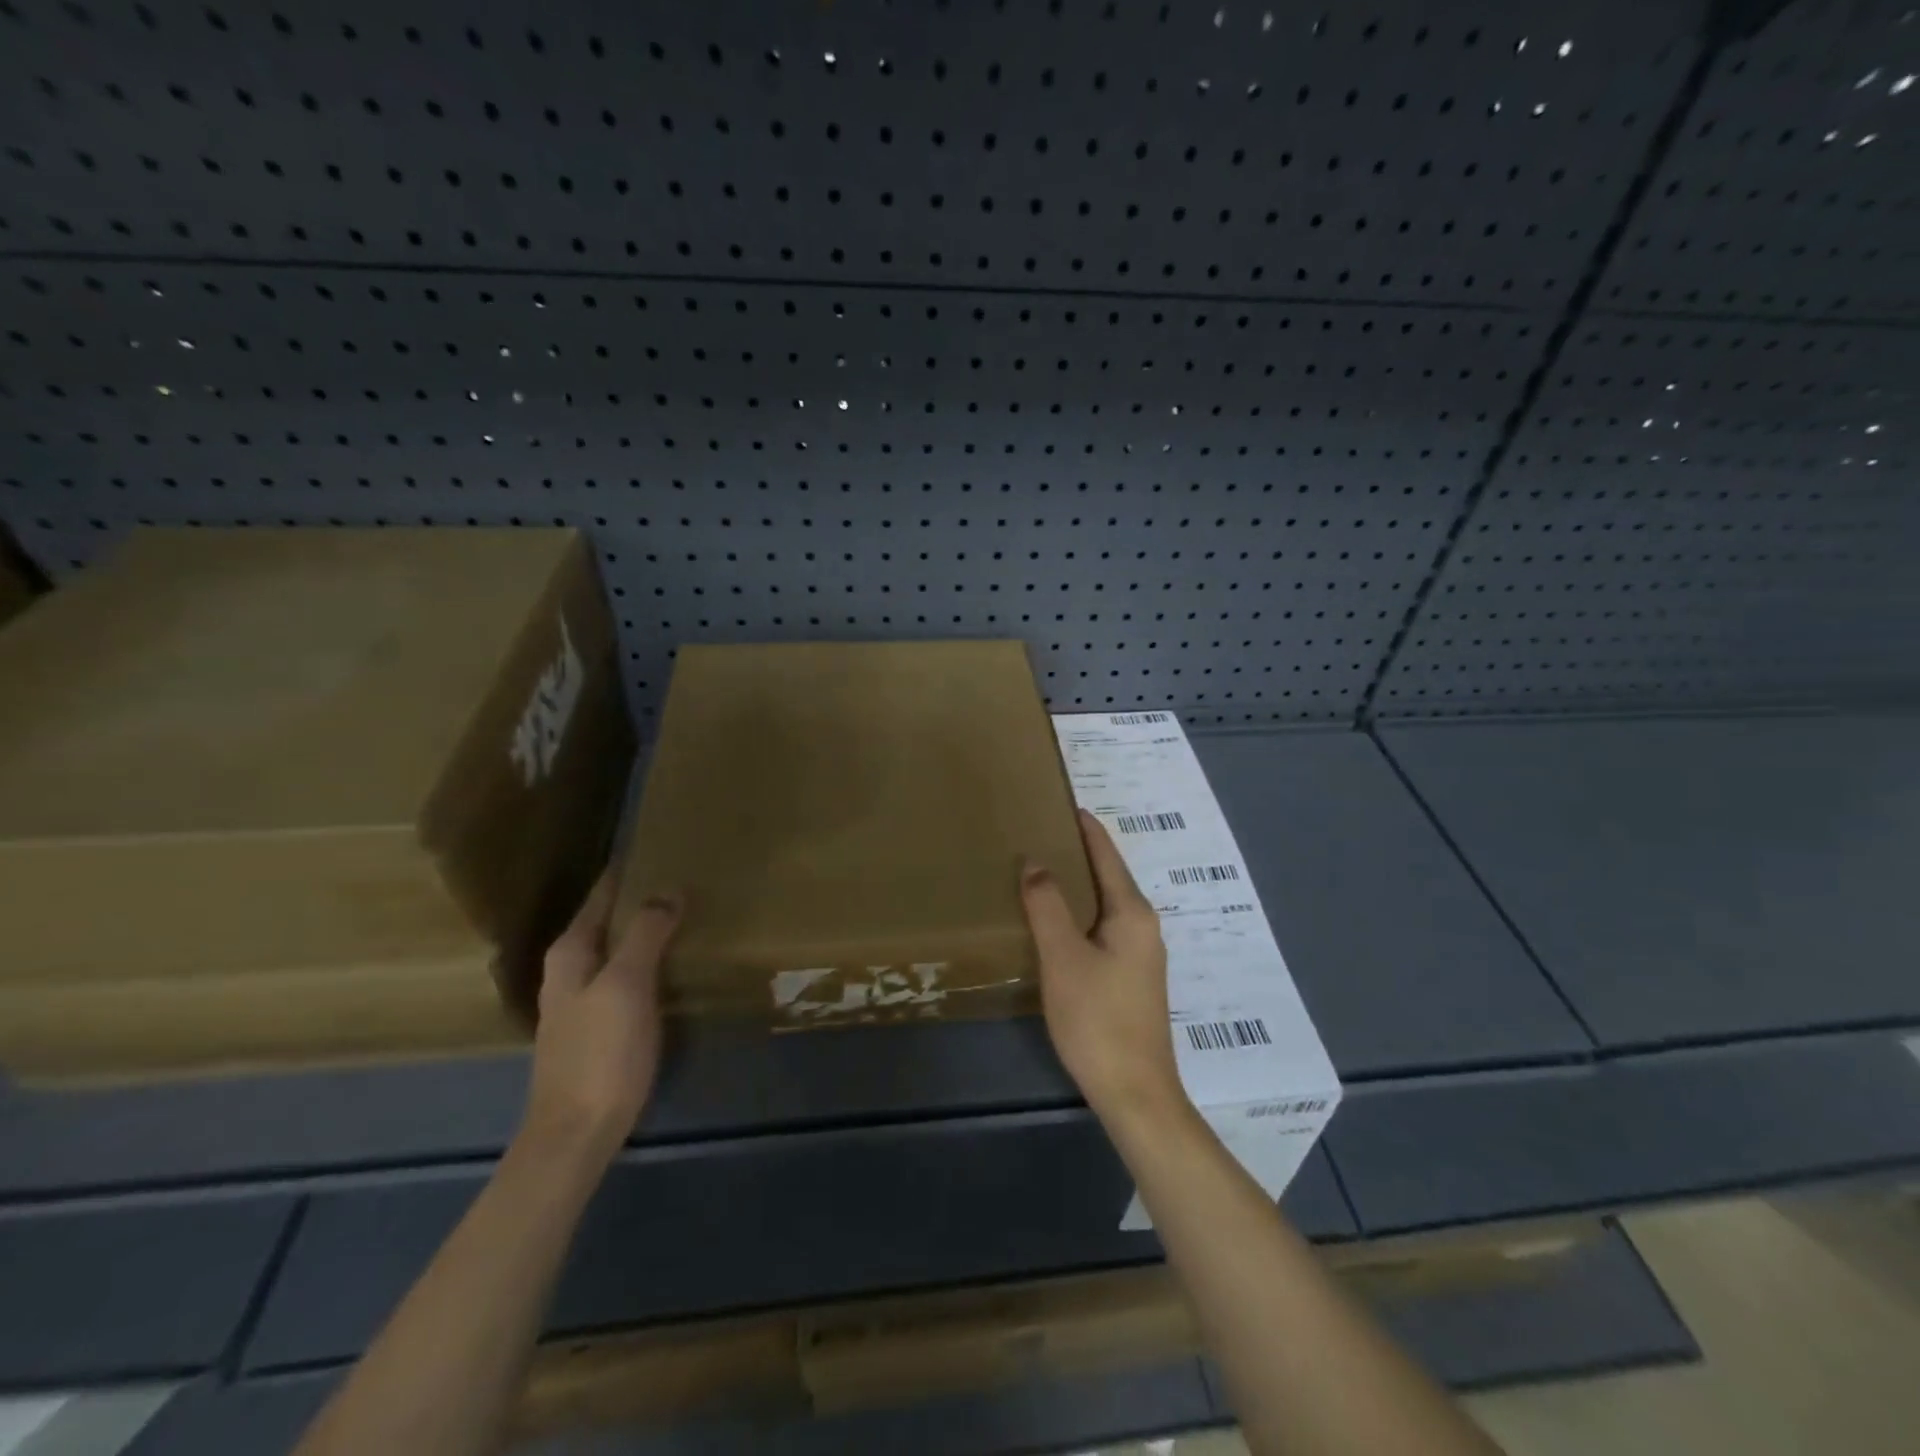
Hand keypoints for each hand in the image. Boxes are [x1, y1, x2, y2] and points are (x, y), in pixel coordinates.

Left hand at [522, 872, 680, 1165]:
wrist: (578, 1131)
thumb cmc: (601, 1052)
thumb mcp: (626, 985)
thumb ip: (645, 933)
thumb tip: (668, 889)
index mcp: (571, 952)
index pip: (601, 895)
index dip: (628, 871)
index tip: (662, 847)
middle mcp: (571, 969)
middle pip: (609, 919)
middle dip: (641, 897)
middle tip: (686, 875)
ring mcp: (583, 999)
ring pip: (618, 947)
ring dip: (646, 929)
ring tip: (687, 911)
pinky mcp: (599, 1024)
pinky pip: (627, 974)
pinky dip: (649, 958)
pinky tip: (674, 962)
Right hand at [1021, 809, 1185, 1122]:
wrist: (1135, 1092)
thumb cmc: (1097, 1019)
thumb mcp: (1063, 957)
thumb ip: (1047, 905)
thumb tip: (1035, 862)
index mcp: (1132, 913)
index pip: (1106, 854)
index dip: (1085, 827)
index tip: (1063, 801)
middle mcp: (1144, 926)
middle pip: (1109, 876)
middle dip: (1078, 853)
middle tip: (1040, 833)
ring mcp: (1141, 954)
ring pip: (1105, 905)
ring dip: (1079, 885)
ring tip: (1042, 872)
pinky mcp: (1132, 978)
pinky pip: (1104, 928)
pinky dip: (1081, 913)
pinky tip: (1058, 922)